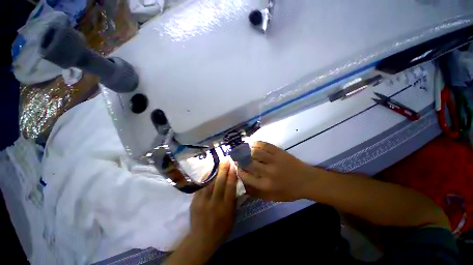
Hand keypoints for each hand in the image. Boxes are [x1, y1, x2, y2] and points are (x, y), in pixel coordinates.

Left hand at [167, 161, 237, 264]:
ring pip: (210, 182)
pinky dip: (206, 177)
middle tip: (226, 159)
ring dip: (215, 171)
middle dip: (224, 169)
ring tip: (219, 162)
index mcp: (226, 208)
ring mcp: (203, 202)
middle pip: (220, 183)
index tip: (233, 165)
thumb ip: (234, 201)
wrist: (202, 239)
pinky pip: (201, 186)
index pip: (230, 187)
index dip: (232, 175)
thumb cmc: (221, 229)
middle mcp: (215, 203)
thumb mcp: (232, 217)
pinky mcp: (195, 201)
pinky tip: (209, 170)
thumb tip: (235, 185)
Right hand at [238, 141, 315, 200]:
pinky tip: (251, 143)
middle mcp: (268, 172)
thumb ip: (256, 192)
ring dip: (246, 150)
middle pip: (249, 163)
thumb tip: (242, 185)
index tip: (234, 166)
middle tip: (235, 155)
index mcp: (266, 185)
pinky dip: (256, 143)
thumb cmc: (289, 191)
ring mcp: (274, 160)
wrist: (306, 180)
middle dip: (239, 158)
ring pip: (255, 152)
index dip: (238, 170)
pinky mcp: (279, 152)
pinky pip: (265, 145)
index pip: (246, 176)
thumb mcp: (272, 197)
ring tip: (241, 149)